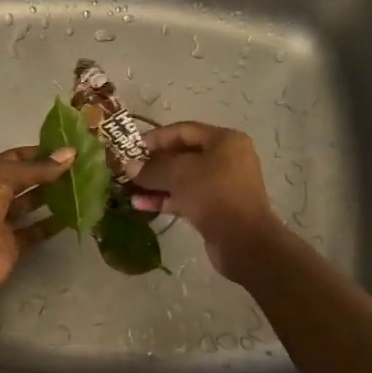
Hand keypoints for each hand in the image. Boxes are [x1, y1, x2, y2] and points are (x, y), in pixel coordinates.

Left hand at [0, 145, 75, 303]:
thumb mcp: (1, 177)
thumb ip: (36, 168)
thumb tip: (70, 153)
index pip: (13, 158)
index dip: (38, 153)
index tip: (67, 151)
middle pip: (23, 182)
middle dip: (48, 174)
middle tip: (80, 168)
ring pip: (29, 206)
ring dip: (51, 198)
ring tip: (81, 188)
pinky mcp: (11, 247)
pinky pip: (34, 232)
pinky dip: (52, 225)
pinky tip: (74, 215)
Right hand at [131, 122, 283, 281]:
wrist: (244, 241)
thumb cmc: (214, 195)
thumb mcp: (179, 175)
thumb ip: (152, 168)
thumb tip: (128, 167)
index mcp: (225, 141)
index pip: (183, 130)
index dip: (155, 138)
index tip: (131, 148)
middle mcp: (227, 159)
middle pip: (183, 155)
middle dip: (153, 164)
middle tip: (127, 171)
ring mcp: (222, 185)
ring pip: (183, 179)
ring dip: (156, 184)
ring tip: (129, 190)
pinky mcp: (217, 208)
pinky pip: (187, 198)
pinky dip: (166, 199)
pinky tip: (141, 205)